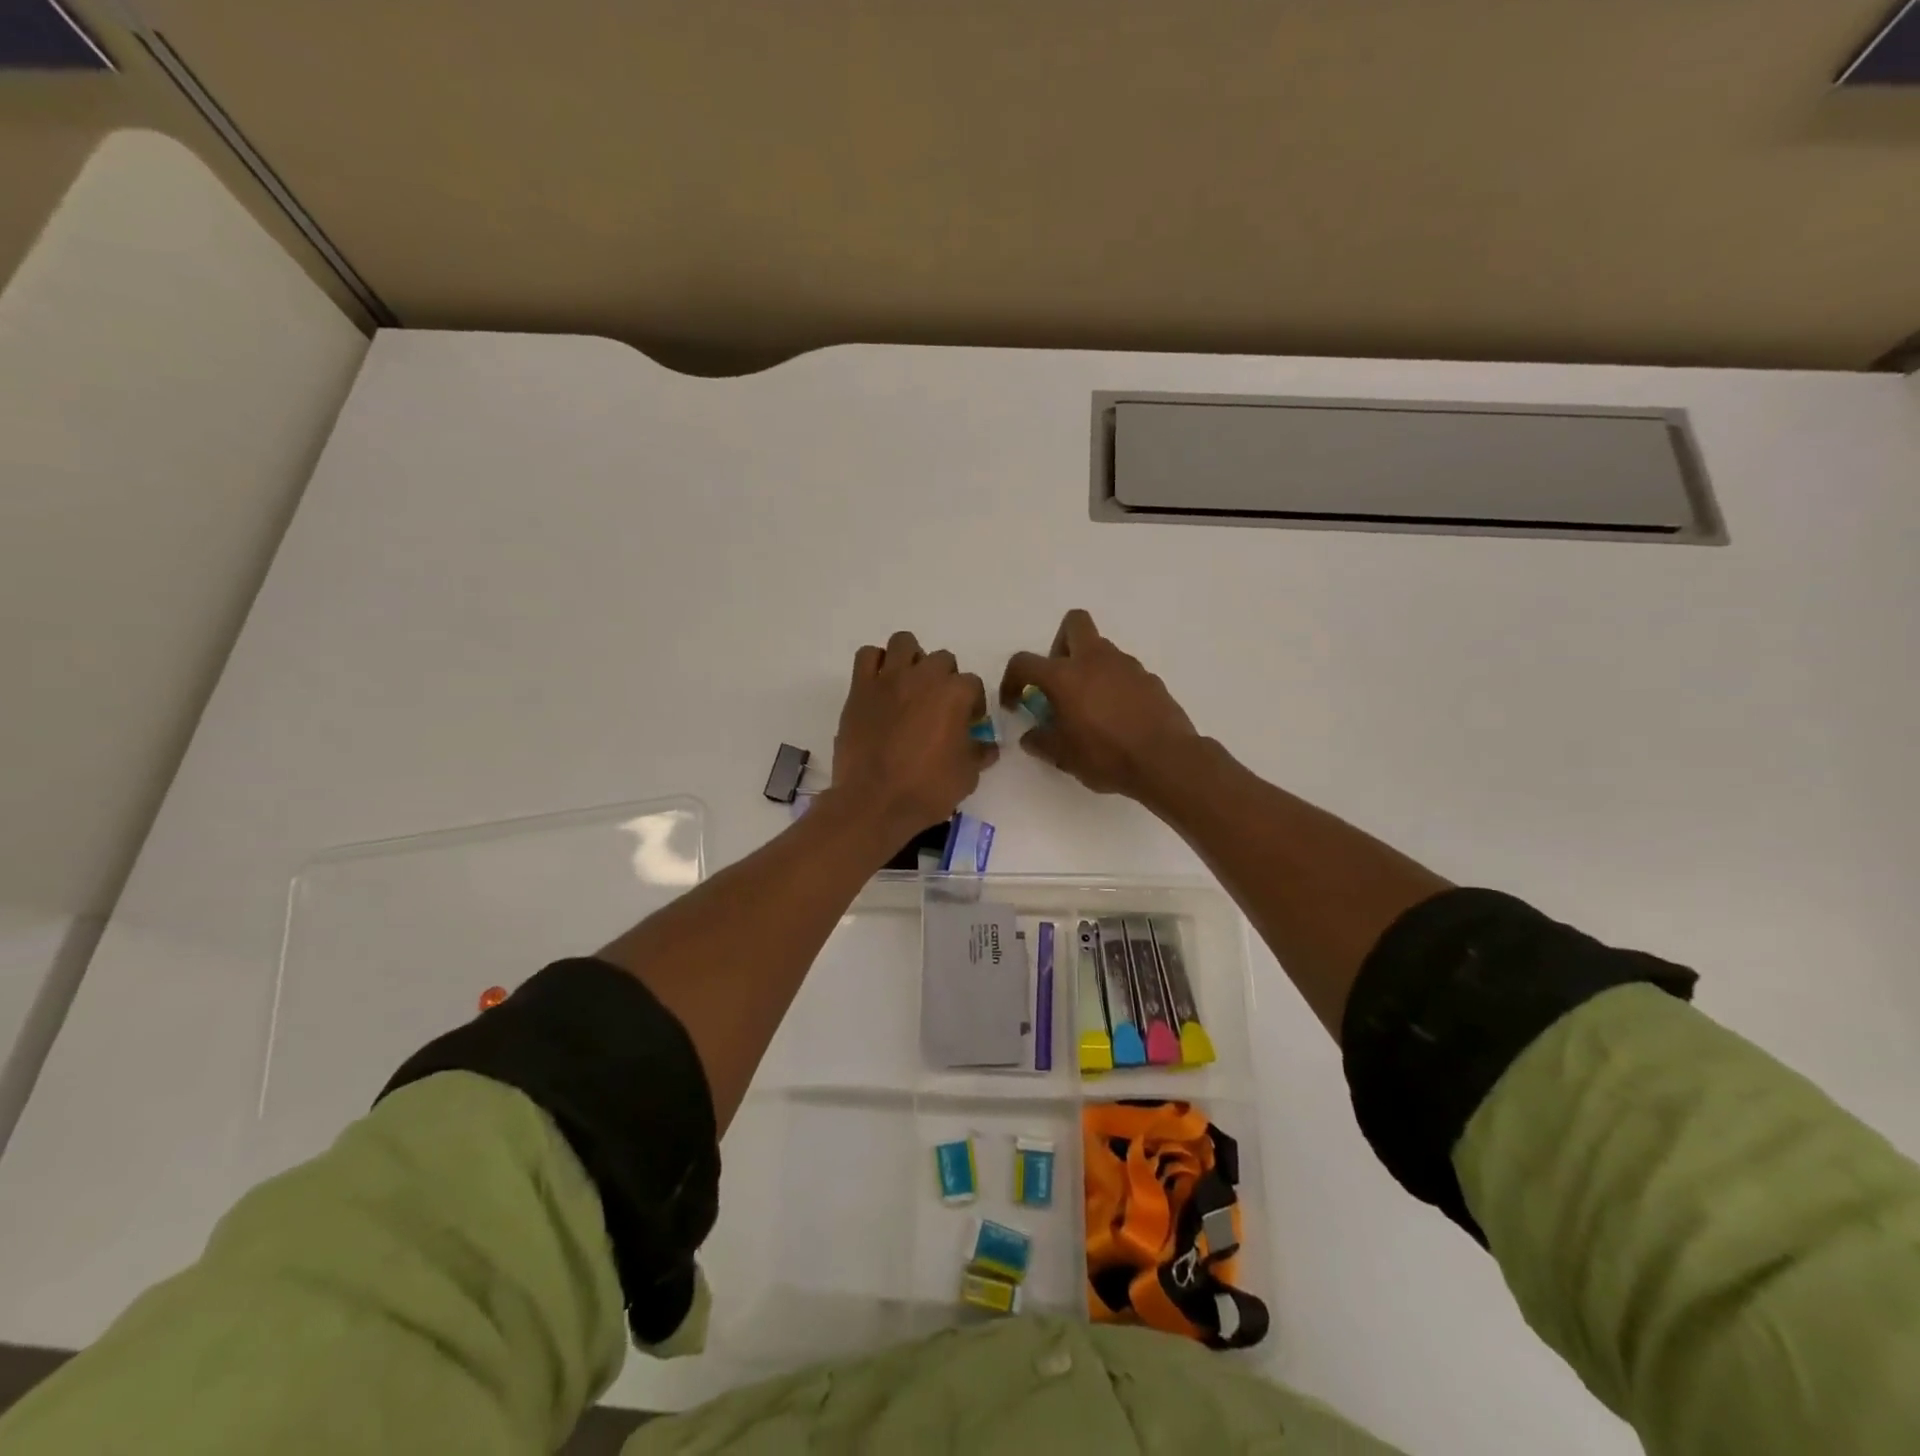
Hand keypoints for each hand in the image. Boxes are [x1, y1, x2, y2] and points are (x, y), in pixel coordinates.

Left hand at [830, 630, 995, 840]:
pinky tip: (881, 685)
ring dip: (912, 659)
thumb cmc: (927, 790)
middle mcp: (923, 677)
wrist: (875, 802)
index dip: (973, 704)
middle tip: (939, 707)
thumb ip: (979, 753)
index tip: (968, 724)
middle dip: (945, 679)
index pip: (972, 684)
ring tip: (910, 685)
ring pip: (904, 643)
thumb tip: (988, 746)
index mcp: (954, 694)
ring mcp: (888, 679)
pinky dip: (876, 664)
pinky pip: (867, 656)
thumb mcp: (967, 776)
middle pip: (942, 660)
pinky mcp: (860, 689)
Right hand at [999, 609, 1198, 800]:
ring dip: (1089, 668)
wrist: (1165, 761)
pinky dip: (1114, 685)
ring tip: (1090, 707)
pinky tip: (1117, 716)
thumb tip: (1031, 736)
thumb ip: (1041, 741)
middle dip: (1060, 644)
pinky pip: (1123, 672)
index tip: (1015, 703)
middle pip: (1074, 623)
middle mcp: (1095, 660)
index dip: (1012, 680)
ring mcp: (1127, 665)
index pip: (1024, 662)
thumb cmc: (1106, 756)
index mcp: (1065, 676)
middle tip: (1060, 680)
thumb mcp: (1063, 757)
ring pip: (1101, 649)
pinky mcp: (1150, 678)